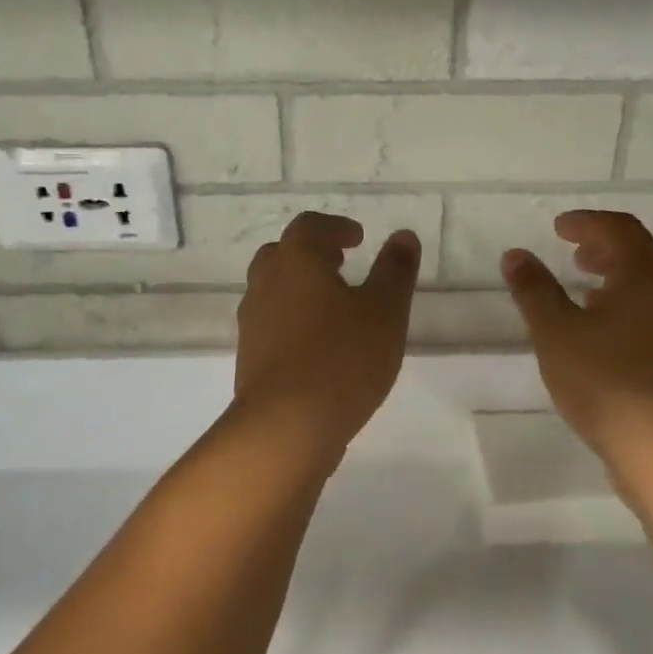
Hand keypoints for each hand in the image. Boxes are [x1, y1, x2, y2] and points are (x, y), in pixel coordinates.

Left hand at [234, 213, 420, 452]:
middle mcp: (266, 284)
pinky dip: (293, 320)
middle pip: (283, 254)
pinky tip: (318, 344)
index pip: (310, 227)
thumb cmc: (342, 359)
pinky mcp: (250, 357)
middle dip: (312, 254)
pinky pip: (271, 324)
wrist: (286, 426)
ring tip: (334, 306)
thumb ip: (395, 270)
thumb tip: (403, 236)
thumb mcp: (384, 311)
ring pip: (273, 290)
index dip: (335, 228)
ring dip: (300, 288)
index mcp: (296, 261)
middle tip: (341, 264)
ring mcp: (253, 322)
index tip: (357, 238)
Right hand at [502, 211, 652, 497]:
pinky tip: (601, 339)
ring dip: (617, 281)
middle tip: (574, 255)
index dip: (588, 222)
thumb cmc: (607, 381)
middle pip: (642, 256)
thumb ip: (534, 290)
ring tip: (583, 294)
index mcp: (643, 278)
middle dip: (606, 248)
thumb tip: (515, 254)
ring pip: (649, 290)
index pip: (621, 230)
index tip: (559, 228)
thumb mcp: (556, 332)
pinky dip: (625, 311)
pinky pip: (652, 319)